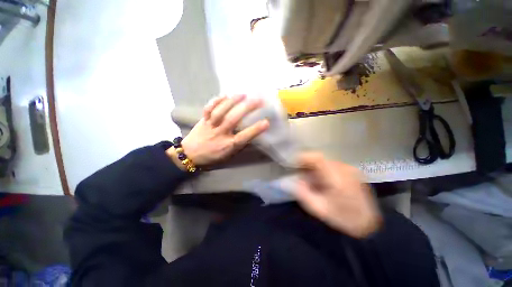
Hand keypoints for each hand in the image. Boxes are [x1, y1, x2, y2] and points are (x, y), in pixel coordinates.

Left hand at [170, 94, 269, 166]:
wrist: (189, 155)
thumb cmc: (212, 156)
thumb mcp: (228, 155)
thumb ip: (238, 144)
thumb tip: (249, 133)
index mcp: (227, 145)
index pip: (243, 137)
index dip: (255, 130)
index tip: (266, 122)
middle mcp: (219, 134)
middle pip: (233, 119)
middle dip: (246, 108)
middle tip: (258, 100)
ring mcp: (210, 125)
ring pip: (221, 111)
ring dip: (232, 101)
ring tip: (243, 94)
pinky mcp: (203, 120)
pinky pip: (209, 108)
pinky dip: (216, 100)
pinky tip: (225, 95)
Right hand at [294, 153, 381, 237]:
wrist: (368, 224)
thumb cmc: (343, 218)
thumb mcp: (318, 209)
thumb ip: (302, 193)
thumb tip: (290, 180)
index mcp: (336, 178)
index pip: (317, 158)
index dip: (303, 157)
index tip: (293, 162)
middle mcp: (344, 169)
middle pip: (320, 158)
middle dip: (307, 163)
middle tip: (300, 172)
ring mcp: (350, 169)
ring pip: (325, 161)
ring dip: (315, 166)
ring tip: (311, 178)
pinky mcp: (351, 171)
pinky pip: (332, 165)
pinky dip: (323, 169)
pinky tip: (322, 180)